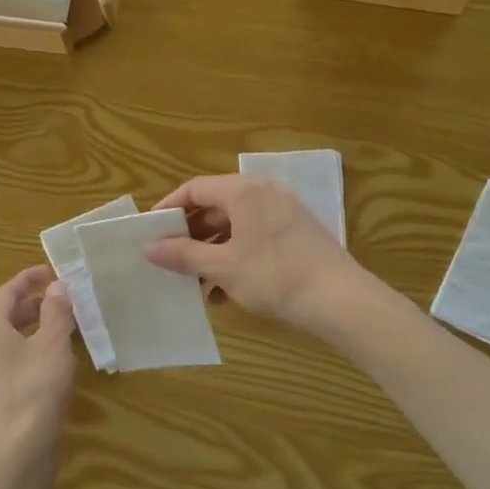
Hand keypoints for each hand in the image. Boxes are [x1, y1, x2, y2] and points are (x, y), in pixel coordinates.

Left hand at [0, 264, 76, 488]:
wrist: (15, 454)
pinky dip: (31, 352)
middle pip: (4, 316)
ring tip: (63, 328)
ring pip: (8, 341)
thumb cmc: (34, 390)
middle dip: (32, 304)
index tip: (49, 272)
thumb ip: (56, 312)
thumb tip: (58, 286)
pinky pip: (12, 363)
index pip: (4, 293)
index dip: (27, 279)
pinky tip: (54, 363)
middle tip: (60, 300)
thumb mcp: (52, 345)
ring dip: (33, 329)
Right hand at [145, 175, 365, 335]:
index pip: (195, 189)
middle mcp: (265, 193)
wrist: (339, 299)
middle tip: (170, 260)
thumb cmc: (273, 276)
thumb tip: (150, 247)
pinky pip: (256, 238)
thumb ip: (183, 254)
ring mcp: (285, 213)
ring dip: (213, 252)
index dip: (168, 208)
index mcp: (243, 192)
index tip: (150, 231)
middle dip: (191, 235)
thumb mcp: (222, 267)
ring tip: (196, 283)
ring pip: (236, 226)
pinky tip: (226, 292)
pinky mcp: (298, 234)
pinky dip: (237, 257)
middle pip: (216, 206)